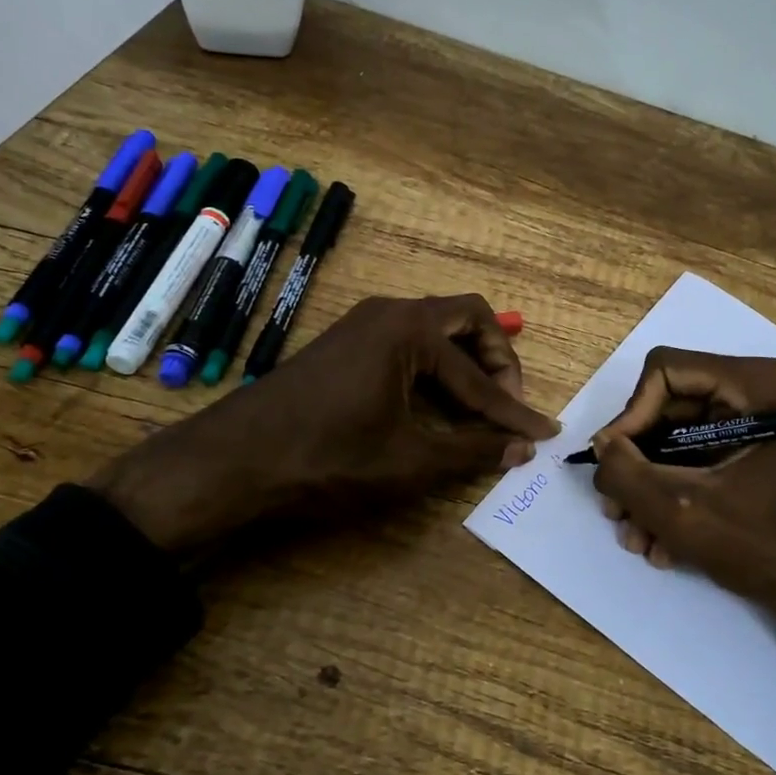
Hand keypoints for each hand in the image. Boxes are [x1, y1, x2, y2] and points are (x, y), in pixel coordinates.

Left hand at [89, 295, 559, 550]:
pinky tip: (435, 402)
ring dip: (465, 362)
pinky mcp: (346, 342)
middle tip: (507, 405)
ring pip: (435, 328)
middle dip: (496, 361)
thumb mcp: (408, 462)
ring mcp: (363, 323)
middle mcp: (390, 312)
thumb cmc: (326, 457)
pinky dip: (434, 366)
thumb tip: (521, 449)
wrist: (233, 460)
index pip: (478, 375)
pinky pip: (408, 341)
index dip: (513, 410)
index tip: (542, 432)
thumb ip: (471, 451)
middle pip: (465, 319)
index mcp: (409, 330)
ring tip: (480, 407)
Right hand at [590, 347, 775, 687]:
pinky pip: (691, 459)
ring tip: (637, 538)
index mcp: (751, 384)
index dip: (631, 416)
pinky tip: (661, 544)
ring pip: (671, 439)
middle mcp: (751, 391)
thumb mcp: (680, 510)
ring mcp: (749, 423)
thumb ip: (625, 473)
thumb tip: (600, 446)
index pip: (663, 372)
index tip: (615, 464)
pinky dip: (671, 495)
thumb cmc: (762, 545)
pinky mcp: (745, 451)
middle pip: (663, 409)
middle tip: (615, 510)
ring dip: (648, 489)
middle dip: (636, 464)